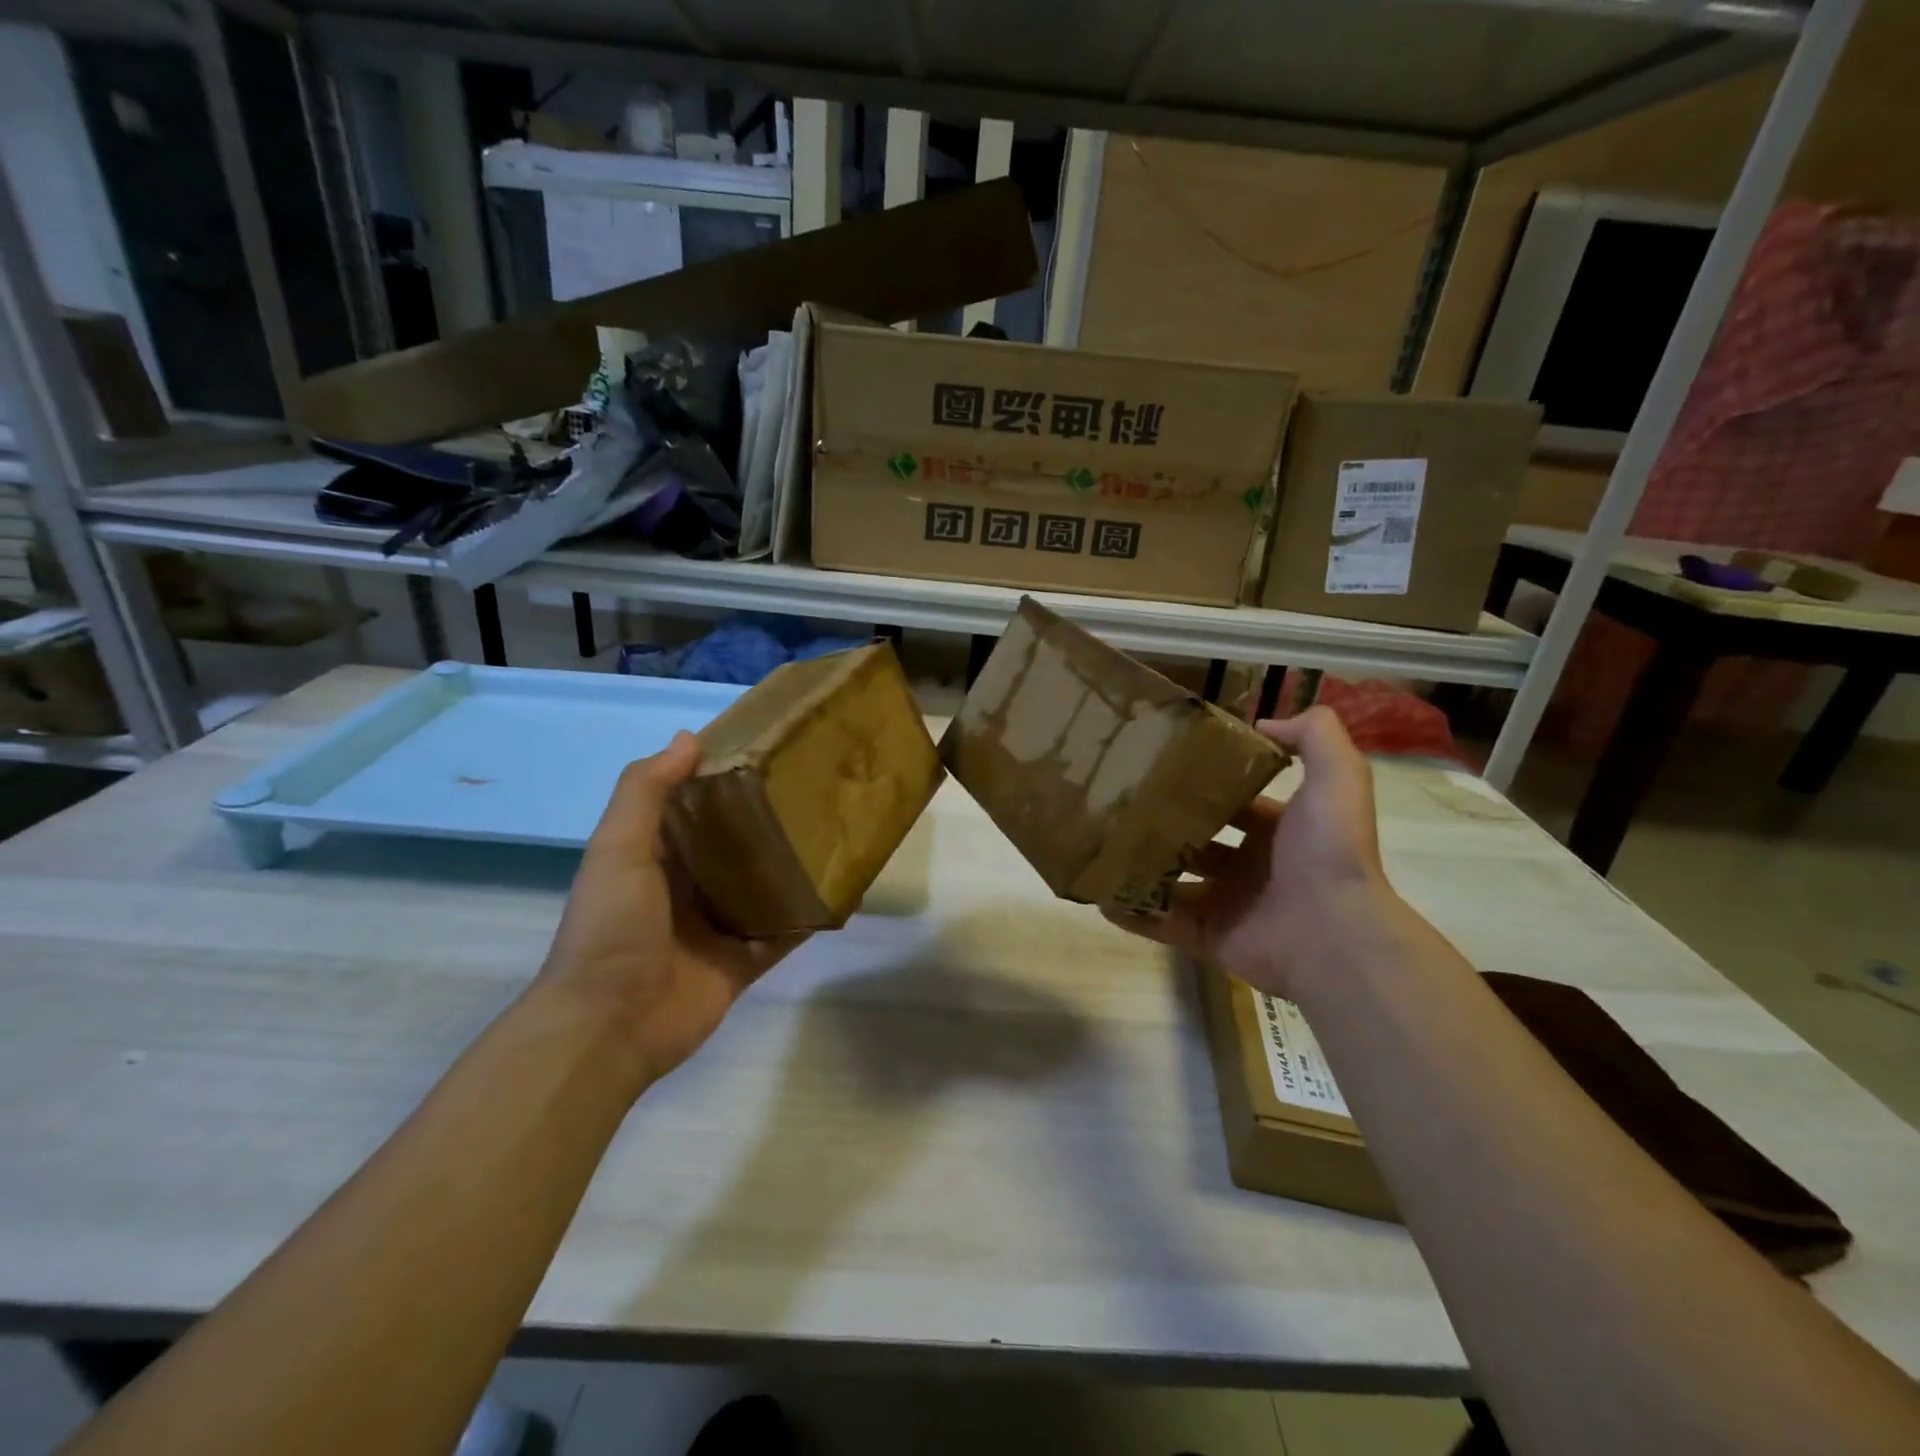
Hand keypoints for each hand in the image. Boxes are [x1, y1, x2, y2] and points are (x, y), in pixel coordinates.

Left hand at [537, 732, 803, 1083]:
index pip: (696, 808)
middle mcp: (688, 888)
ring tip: (837, 831)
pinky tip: (842, 892)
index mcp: (656, 857)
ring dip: (792, 866)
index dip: (725, 780)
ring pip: (763, 887)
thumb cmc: (611, 928)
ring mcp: (717, 928)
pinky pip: (782, 934)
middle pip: (736, 846)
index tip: (768, 752)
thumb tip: (689, 737)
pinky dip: (807, 916)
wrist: (608, 1026)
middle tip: (817, 788)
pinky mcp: (742, 962)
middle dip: (769, 821)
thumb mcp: (618, 849)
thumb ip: (645, 792)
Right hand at [1108, 706, 1397, 1000]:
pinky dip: (1132, 912)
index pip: (1236, 803)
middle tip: (1122, 803)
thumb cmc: (1328, 851)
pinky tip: (1100, 894)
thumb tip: (1262, 721)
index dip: (1206, 785)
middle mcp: (1251, 866)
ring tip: (1100, 843)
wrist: (1333, 932)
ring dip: (1142, 865)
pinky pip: (1162, 922)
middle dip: (1166, 823)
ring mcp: (1227, 903)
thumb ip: (1314, 735)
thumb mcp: (1336, 775)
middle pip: (1198, 839)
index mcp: (1278, 831)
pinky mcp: (1208, 936)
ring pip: (1174, 880)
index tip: (1163, 766)